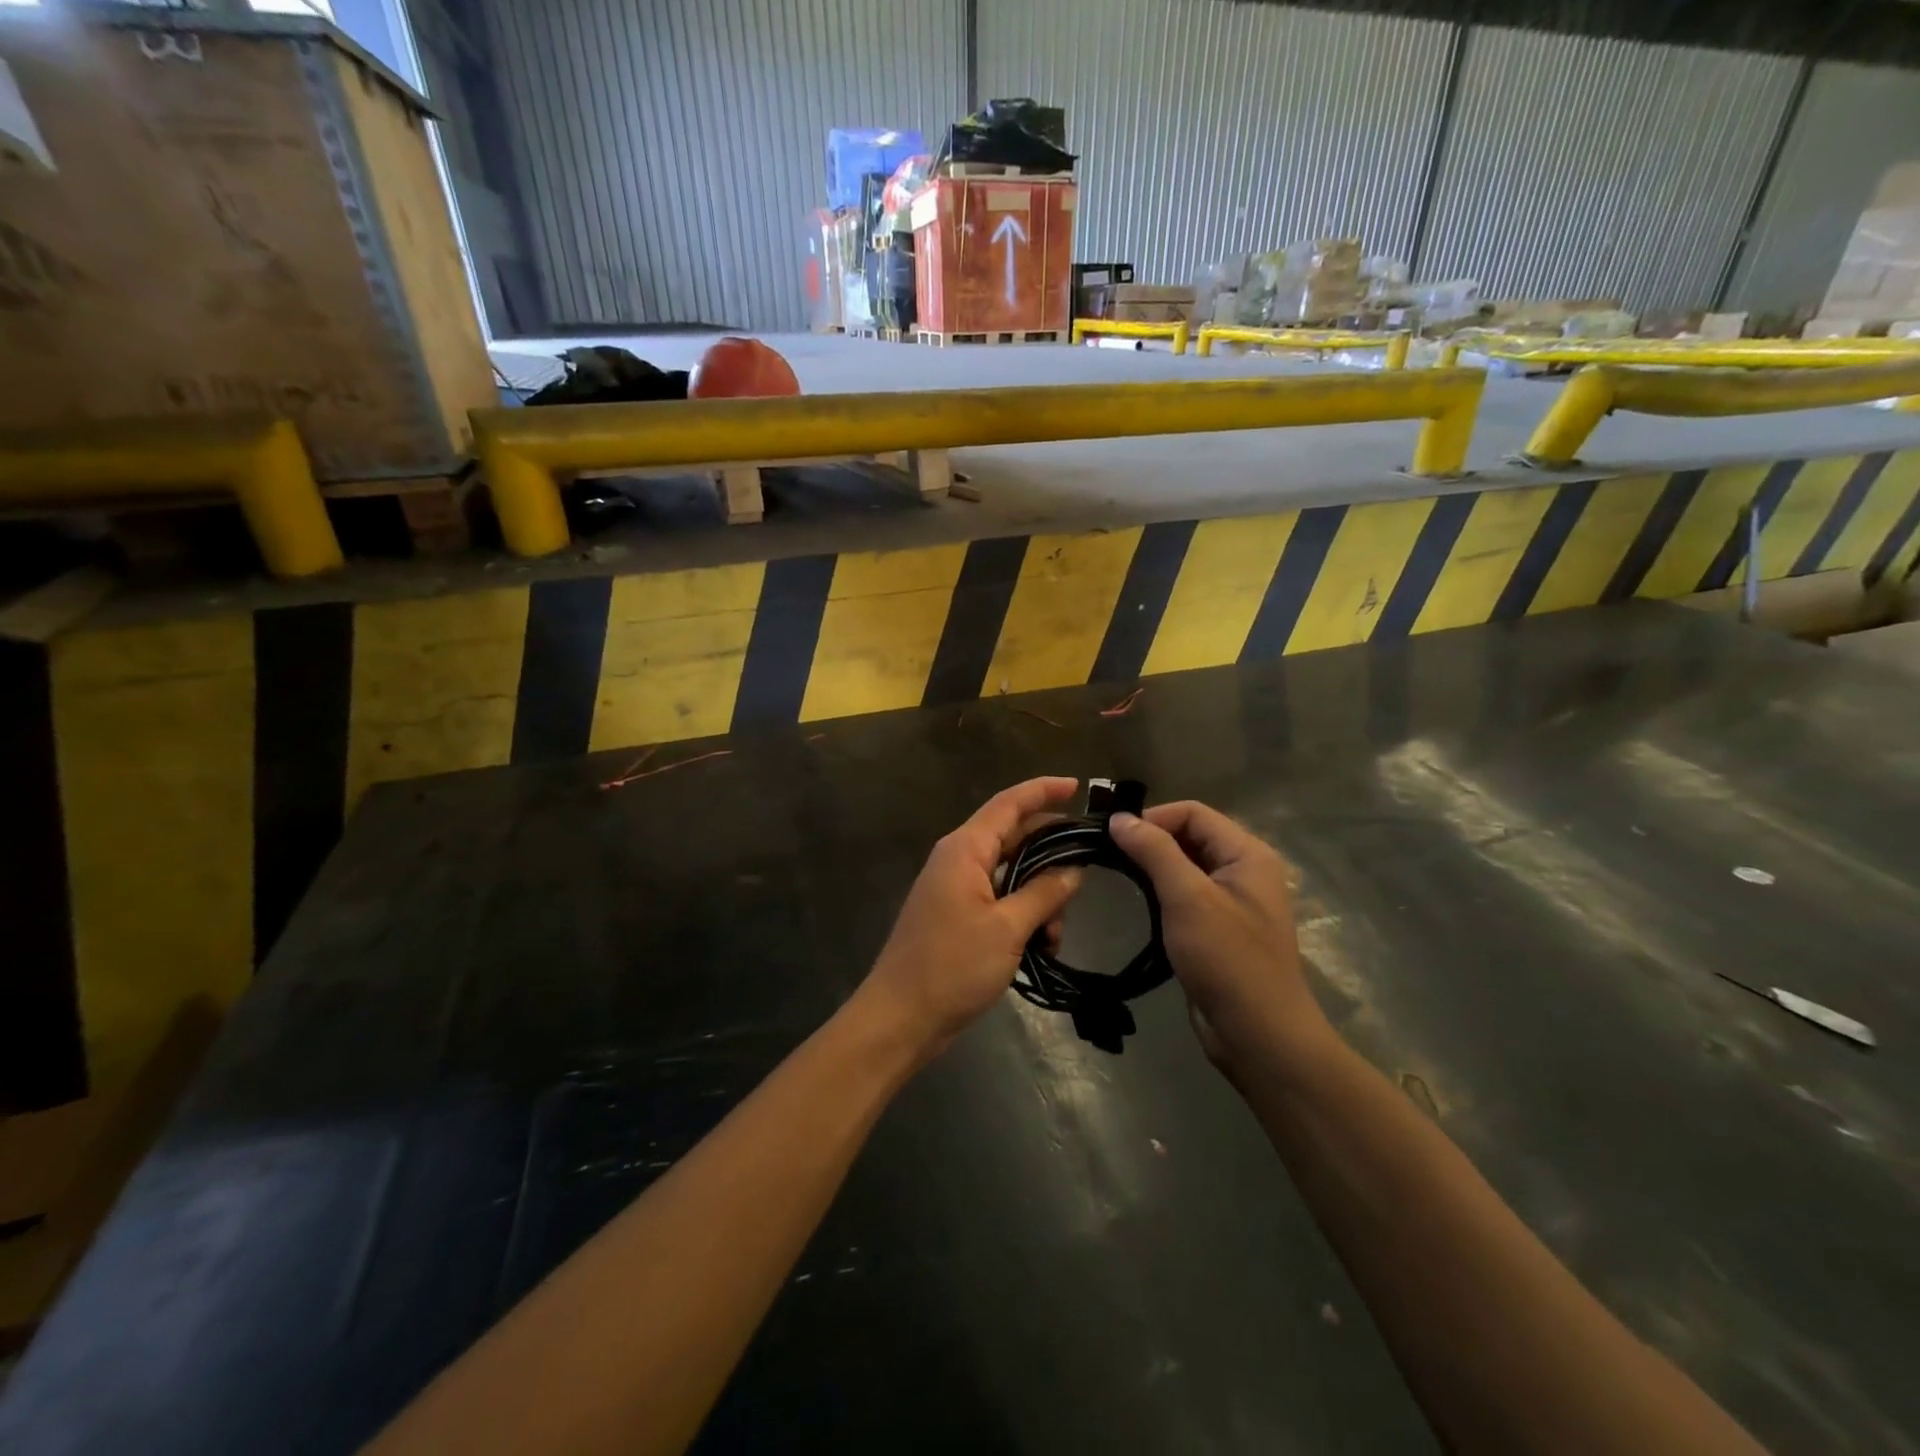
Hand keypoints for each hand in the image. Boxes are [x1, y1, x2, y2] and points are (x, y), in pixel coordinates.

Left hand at [856, 777, 1084, 1059]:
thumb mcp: (1008, 929)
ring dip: (1040, 894)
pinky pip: (1000, 899)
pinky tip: (1042, 945)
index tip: (1078, 786)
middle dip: (1051, 854)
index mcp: (965, 849)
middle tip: (1087, 869)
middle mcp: (959, 859)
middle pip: (1013, 837)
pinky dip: (1024, 913)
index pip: (1009, 803)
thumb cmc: (952, 966)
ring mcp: (956, 888)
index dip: (1043, 790)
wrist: (901, 1017)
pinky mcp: (958, 915)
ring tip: (1057, 931)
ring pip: (1011, 873)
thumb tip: (1074, 870)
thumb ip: (1044, 893)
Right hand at [1110, 802, 1334, 1081]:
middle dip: (1150, 841)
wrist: (1259, 1036)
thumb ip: (1154, 851)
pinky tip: (1138, 904)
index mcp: (1248, 854)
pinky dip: (1161, 893)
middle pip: (1190, 836)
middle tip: (1108, 855)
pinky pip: (1187, 895)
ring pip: (1185, 866)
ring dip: (1153, 868)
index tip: (1112, 838)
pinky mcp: (1219, 929)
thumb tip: (1119, 818)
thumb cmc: (1227, 960)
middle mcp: (1244, 870)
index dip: (1152, 818)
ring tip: (1117, 876)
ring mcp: (1233, 901)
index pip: (1193, 813)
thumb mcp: (1188, 898)